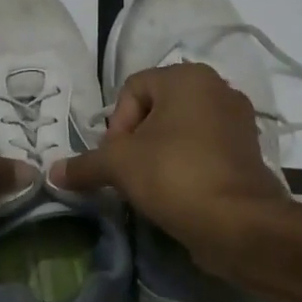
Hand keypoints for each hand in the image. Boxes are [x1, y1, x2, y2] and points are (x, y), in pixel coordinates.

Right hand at [51, 63, 286, 268]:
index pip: (132, 89)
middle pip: (157, 109)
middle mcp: (218, 88)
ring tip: (151, 185)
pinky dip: (186, 165)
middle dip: (137, 140)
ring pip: (181, 130)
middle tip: (129, 171)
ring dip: (160, 153)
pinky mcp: (248, 152)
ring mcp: (238, 120)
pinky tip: (177, 192)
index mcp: (187, 77)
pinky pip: (204, 150)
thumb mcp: (119, 166)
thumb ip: (84, 164)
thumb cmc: (175, 175)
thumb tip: (53, 173)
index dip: (116, 124)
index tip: (116, 158)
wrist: (239, 223)